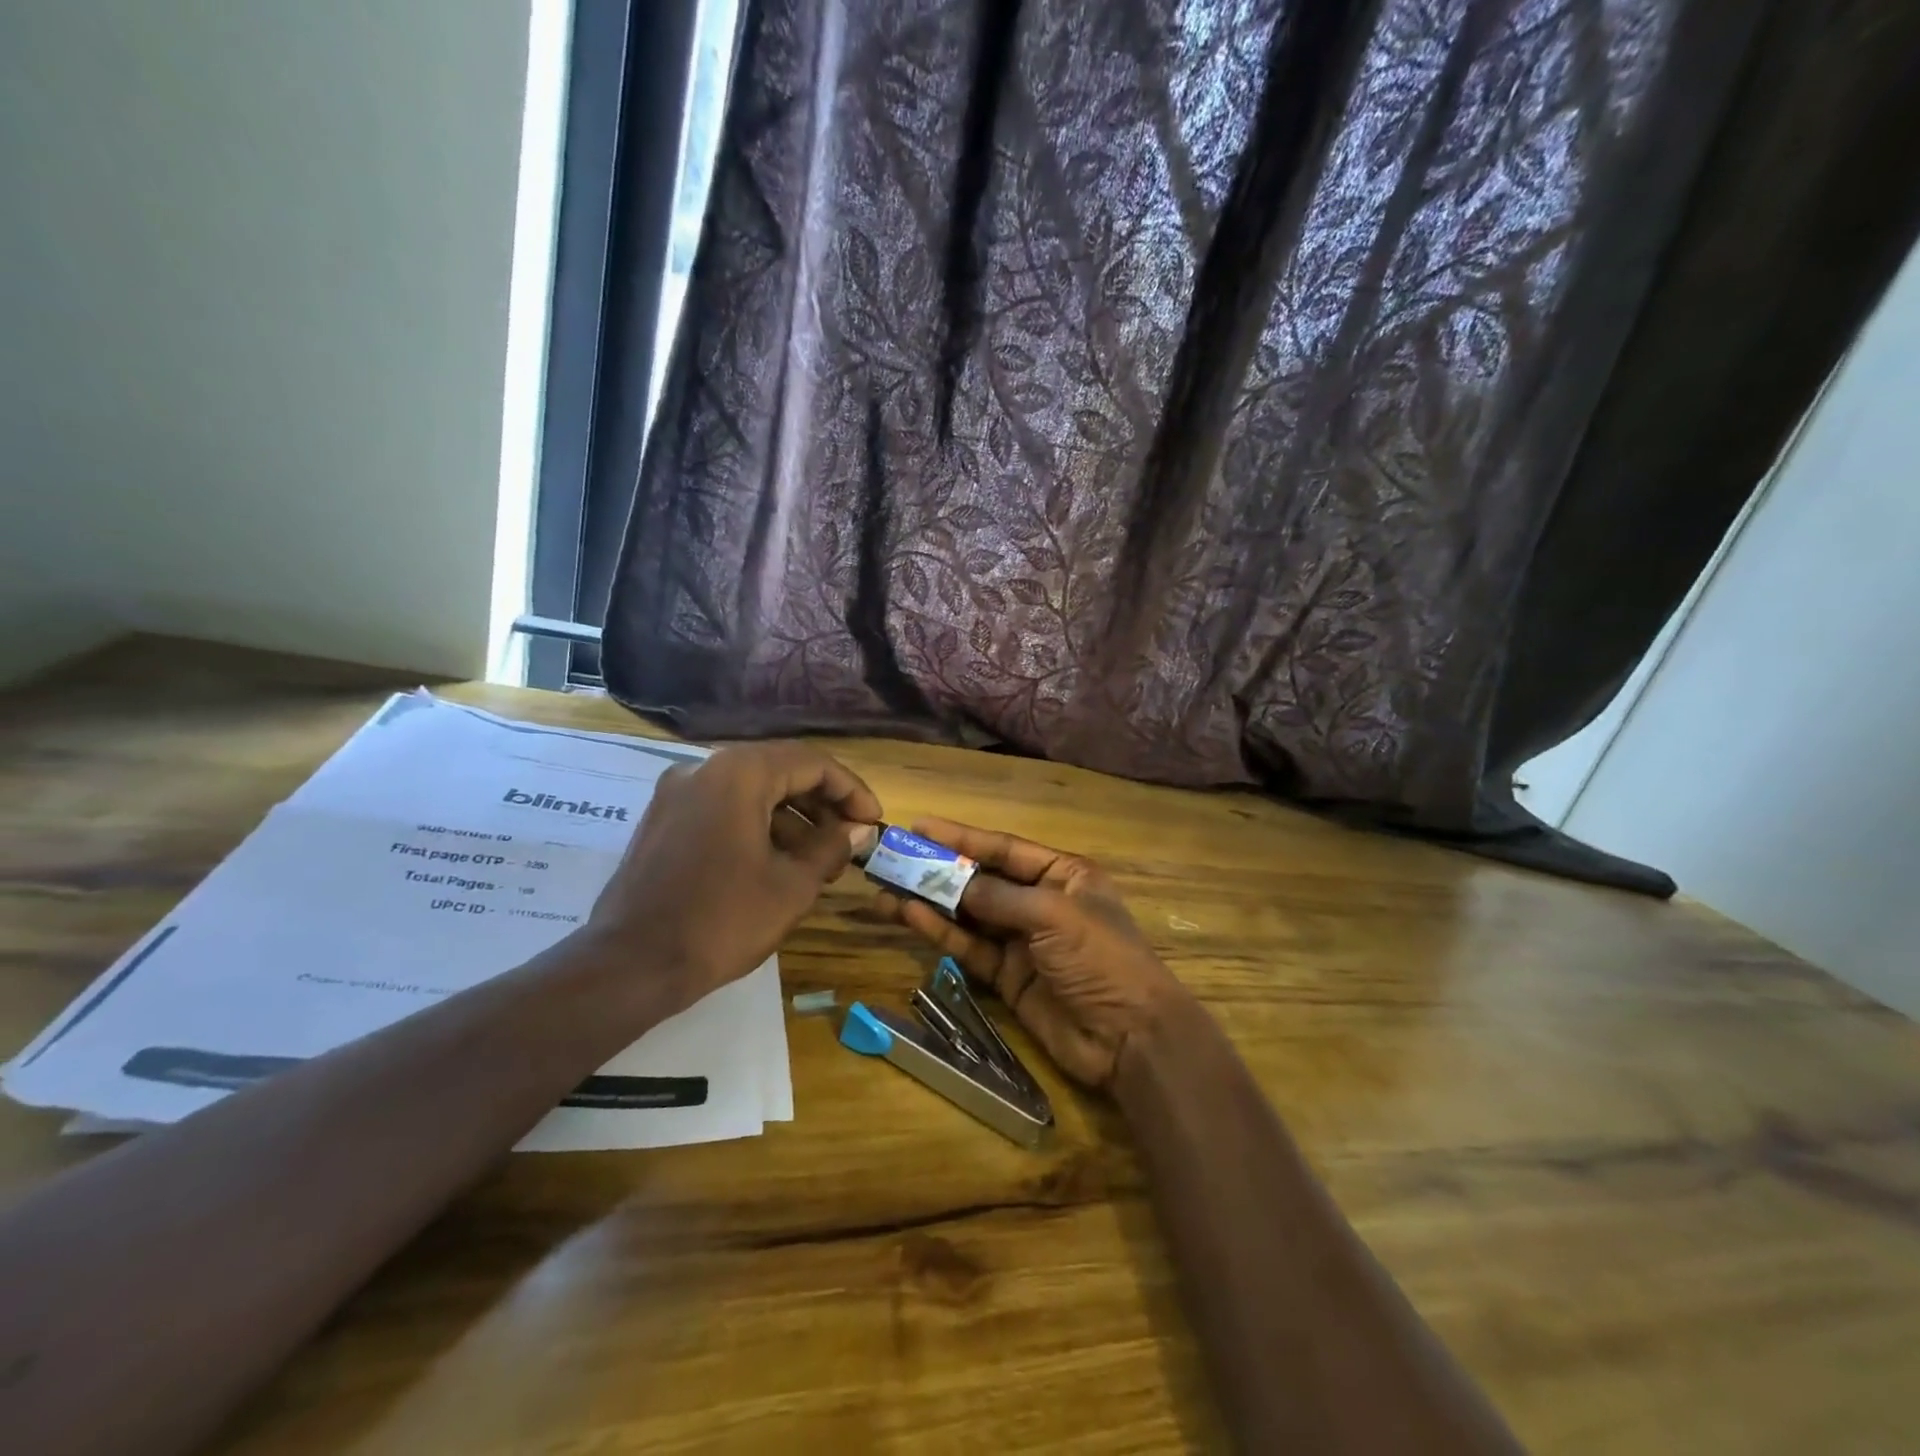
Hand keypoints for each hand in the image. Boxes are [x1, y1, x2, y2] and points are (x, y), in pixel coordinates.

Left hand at [585, 742, 881, 1015]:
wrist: (629, 965)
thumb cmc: (721, 921)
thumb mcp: (792, 886)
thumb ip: (831, 847)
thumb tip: (858, 828)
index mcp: (738, 773)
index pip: (812, 763)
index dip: (851, 791)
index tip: (872, 822)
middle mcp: (704, 769)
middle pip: (780, 771)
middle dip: (822, 805)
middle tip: (849, 841)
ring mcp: (677, 793)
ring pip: (751, 791)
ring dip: (792, 819)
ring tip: (819, 862)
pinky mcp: (663, 820)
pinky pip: (723, 808)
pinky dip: (757, 826)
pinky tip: (778, 864)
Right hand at [872, 817, 1188, 1088]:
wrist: (1129, 1038)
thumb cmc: (1101, 958)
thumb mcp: (1053, 915)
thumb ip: (999, 897)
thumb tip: (953, 883)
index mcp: (1063, 875)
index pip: (1004, 848)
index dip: (962, 837)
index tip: (920, 827)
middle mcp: (1040, 902)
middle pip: (982, 879)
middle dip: (939, 870)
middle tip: (893, 858)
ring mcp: (1022, 941)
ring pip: (968, 914)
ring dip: (930, 902)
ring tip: (886, 889)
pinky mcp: (1007, 976)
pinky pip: (969, 946)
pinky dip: (941, 932)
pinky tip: (909, 915)